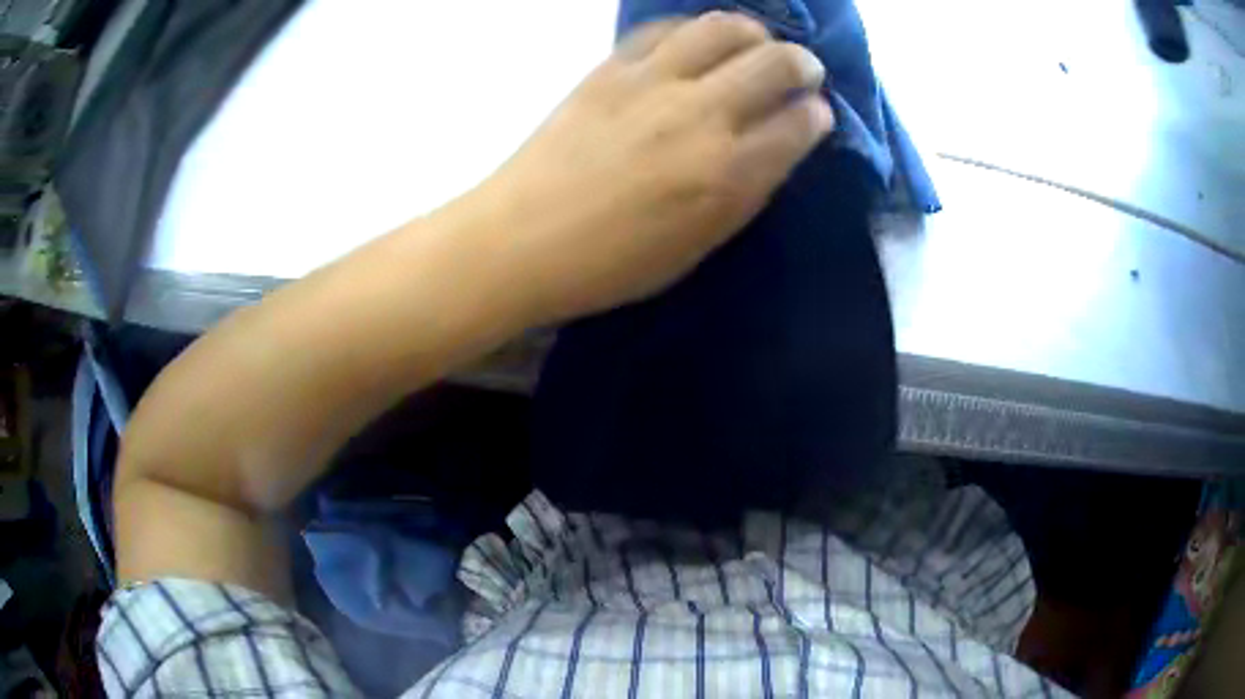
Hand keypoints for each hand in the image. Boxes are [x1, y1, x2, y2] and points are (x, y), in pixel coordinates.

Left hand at [451, 12, 833, 325]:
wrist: (521, 240)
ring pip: (724, 28)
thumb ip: (744, 192)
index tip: (816, 113)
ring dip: (754, 32)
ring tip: (755, 43)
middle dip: (803, 63)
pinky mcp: (610, 67)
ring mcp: (653, 82)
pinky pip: (664, 28)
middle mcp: (701, 115)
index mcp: (729, 174)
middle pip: (776, 63)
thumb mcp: (697, 246)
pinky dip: (692, 28)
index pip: (799, 124)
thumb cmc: (611, 263)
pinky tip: (696, 41)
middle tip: (802, 71)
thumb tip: (775, 148)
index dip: (816, 115)